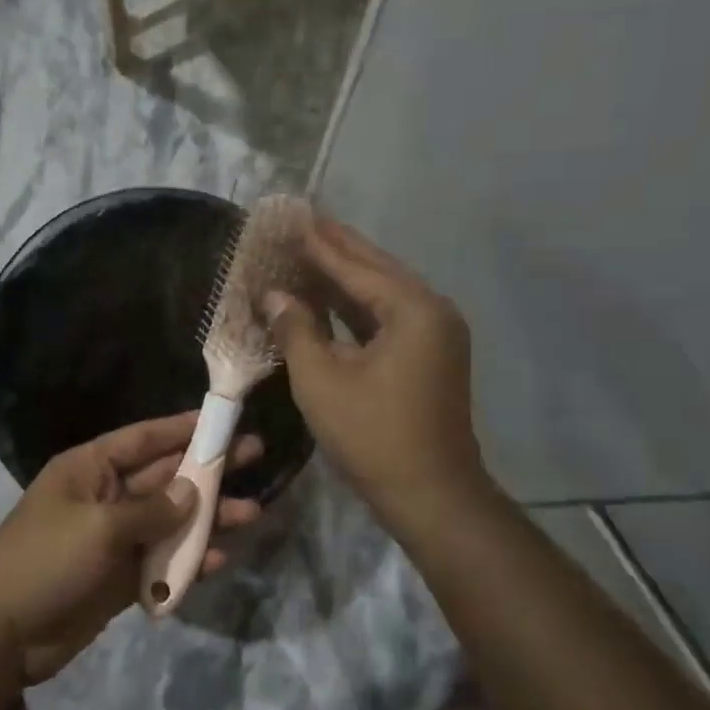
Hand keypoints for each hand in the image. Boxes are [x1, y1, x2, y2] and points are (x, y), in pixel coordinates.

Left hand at [0, 412, 263, 684]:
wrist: (2, 634)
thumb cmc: (46, 561)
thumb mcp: (100, 527)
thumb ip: (152, 510)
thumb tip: (193, 493)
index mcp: (90, 469)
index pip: (144, 438)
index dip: (183, 427)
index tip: (222, 420)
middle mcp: (106, 496)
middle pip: (165, 476)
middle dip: (208, 469)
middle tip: (256, 455)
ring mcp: (114, 538)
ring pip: (171, 519)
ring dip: (208, 517)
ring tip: (253, 513)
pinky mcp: (121, 576)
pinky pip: (162, 560)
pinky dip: (188, 560)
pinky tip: (219, 559)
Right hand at [265, 216, 488, 529]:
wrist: (430, 493)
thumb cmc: (371, 435)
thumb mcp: (321, 380)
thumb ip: (296, 329)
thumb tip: (274, 295)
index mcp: (412, 309)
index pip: (355, 265)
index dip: (318, 243)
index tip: (291, 216)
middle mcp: (431, 310)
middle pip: (375, 269)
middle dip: (336, 248)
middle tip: (301, 221)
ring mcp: (435, 334)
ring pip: (382, 294)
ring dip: (345, 276)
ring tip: (309, 251)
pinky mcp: (429, 356)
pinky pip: (388, 318)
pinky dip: (357, 308)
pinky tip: (329, 299)